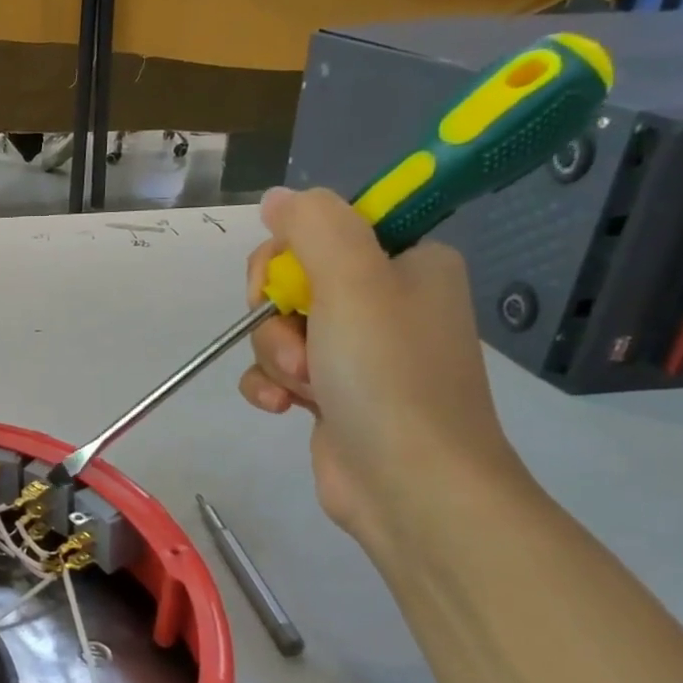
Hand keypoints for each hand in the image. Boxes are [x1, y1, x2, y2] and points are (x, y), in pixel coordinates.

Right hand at [237, 188, 525, 550]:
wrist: (412, 487)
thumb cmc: (389, 376)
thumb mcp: (353, 282)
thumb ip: (314, 226)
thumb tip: (278, 195)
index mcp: (407, 263)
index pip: (324, 230)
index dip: (289, 255)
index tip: (284, 284)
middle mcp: (386, 301)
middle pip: (293, 281)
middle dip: (278, 316)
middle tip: (301, 344)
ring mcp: (358, 352)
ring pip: (280, 328)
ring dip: (275, 356)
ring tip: (302, 388)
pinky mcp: (333, 393)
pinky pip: (278, 369)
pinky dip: (271, 385)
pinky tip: (280, 407)